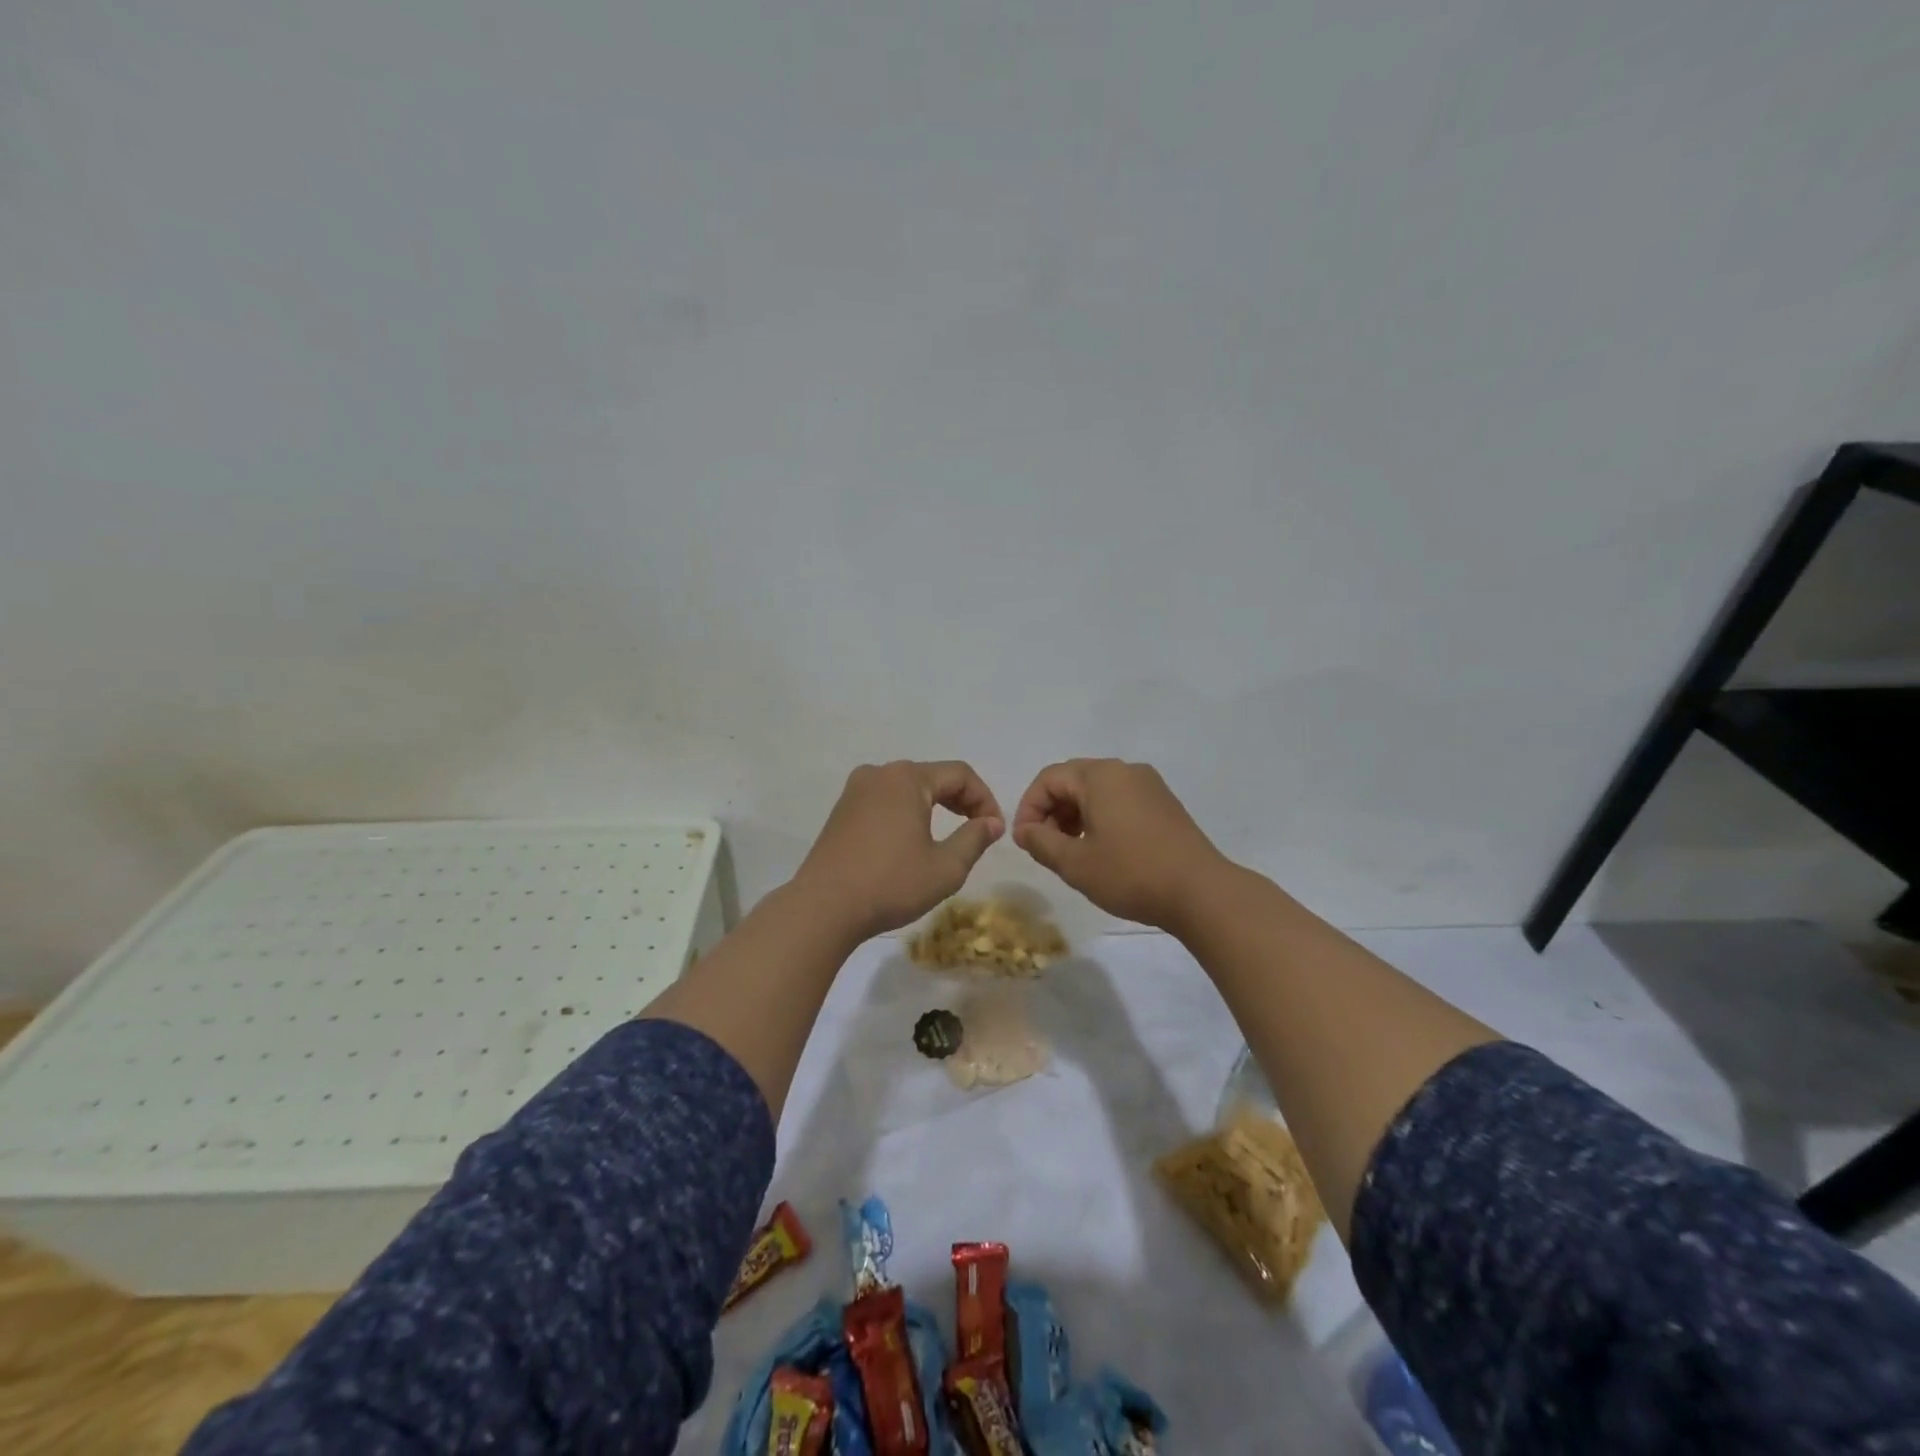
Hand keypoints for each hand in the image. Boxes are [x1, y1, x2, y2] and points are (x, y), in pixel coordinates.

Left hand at [794, 761, 1005, 942]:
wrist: (823, 908)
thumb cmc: (891, 884)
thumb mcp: (946, 867)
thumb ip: (974, 838)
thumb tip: (992, 822)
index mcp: (907, 778)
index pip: (960, 774)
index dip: (985, 798)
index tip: (995, 829)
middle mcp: (879, 773)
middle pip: (933, 776)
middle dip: (961, 800)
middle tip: (978, 830)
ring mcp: (855, 791)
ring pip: (907, 788)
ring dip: (934, 806)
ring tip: (949, 835)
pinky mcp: (841, 811)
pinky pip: (885, 801)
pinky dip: (907, 813)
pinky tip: (912, 841)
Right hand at [1012, 759, 1228, 930]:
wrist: (1201, 892)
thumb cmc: (1131, 873)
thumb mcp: (1075, 863)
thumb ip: (1041, 842)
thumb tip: (1026, 830)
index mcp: (1100, 775)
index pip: (1049, 779)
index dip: (1029, 808)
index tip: (1025, 842)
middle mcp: (1125, 770)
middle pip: (1073, 780)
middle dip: (1052, 811)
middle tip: (1045, 847)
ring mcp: (1149, 785)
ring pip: (1097, 791)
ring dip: (1075, 816)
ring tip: (1072, 851)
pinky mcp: (1164, 804)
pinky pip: (1120, 800)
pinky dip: (1101, 818)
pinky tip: (1102, 850)